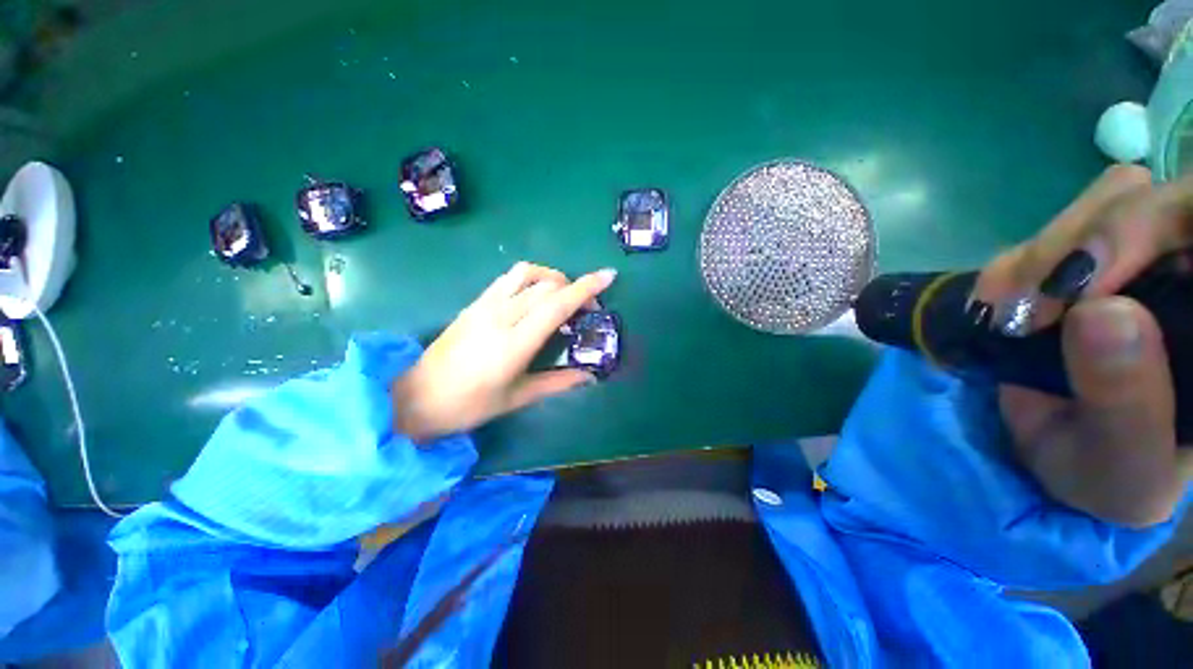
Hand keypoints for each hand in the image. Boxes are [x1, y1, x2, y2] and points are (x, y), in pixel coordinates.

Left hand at [392, 262, 616, 441]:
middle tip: (587, 308)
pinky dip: (530, 278)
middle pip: (547, 285)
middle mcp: (501, 316)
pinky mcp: (474, 303)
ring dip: (551, 276)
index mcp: (515, 343)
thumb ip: (557, 383)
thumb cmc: (469, 405)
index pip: (557, 304)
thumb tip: (589, 376)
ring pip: (526, 273)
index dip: (586, 288)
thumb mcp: (517, 398)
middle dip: (575, 288)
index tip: (608, 276)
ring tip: (562, 294)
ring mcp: (484, 305)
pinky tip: (535, 295)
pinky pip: (508, 278)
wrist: (415, 398)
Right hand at [974, 166, 1192, 526]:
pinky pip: (1059, 226)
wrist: (1062, 458)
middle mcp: (1191, 276)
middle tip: (1033, 304)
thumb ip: (1127, 404)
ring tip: (1008, 310)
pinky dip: (1018, 259)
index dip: (1159, 224)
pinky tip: (997, 301)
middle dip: (1089, 240)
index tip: (1087, 281)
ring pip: (1111, 197)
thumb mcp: (1121, 467)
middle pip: (1159, 199)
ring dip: (1047, 249)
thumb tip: (1103, 313)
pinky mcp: (1087, 262)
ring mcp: (1142, 260)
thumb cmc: (1111, 476)